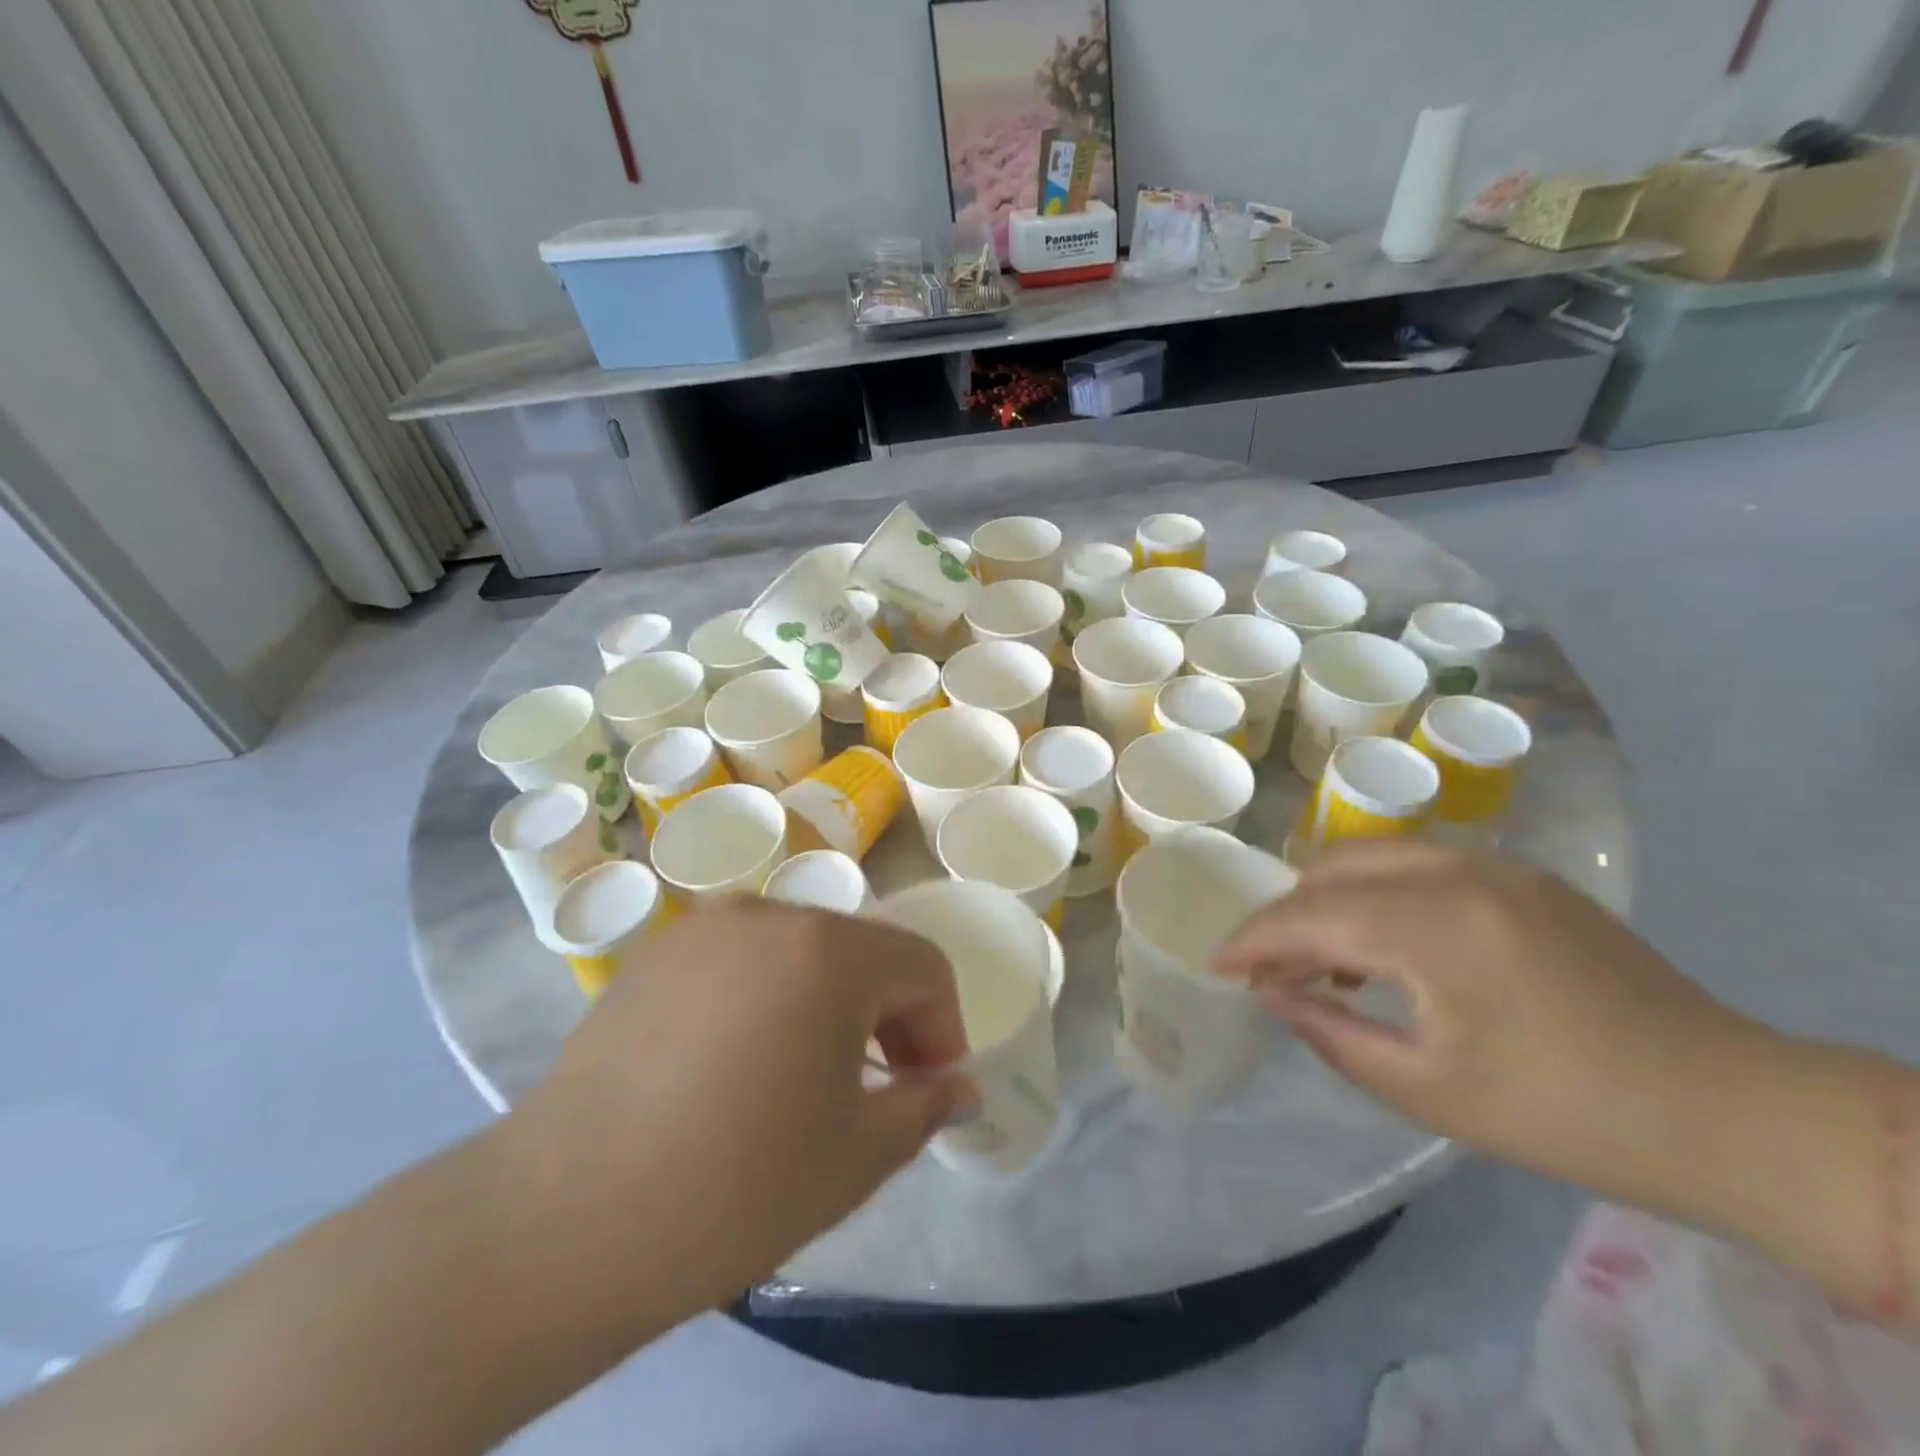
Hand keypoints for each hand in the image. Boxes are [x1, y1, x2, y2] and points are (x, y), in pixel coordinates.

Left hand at [500, 900, 968, 1318]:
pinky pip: (738, 961)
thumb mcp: (858, 1156)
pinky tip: (730, 1064)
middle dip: (885, 1014)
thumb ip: (926, 1106)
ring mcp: (703, 927)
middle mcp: (769, 915)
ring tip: (799, 1075)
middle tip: (873, 1087)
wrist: (563, 1218)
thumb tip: (959, 1085)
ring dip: (824, 1002)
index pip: (922, 966)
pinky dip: (763, 996)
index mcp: (829, 951)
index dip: (941, 1027)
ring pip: (799, 952)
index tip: (927, 1087)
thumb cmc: (736, 1185)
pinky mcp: (654, 953)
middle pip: (860, 952)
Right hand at [1214, 842, 1770, 1208]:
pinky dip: (1378, 895)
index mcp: (1436, 926)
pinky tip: (1385, 949)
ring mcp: (1496, 867)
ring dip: (1330, 901)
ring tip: (1322, 965)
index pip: (1311, 915)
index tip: (1215, 963)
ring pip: (1373, 858)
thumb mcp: (1429, 1091)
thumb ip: (1331, 1033)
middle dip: (1288, 916)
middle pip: (1333, 869)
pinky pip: (1418, 867)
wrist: (1730, 1110)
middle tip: (1269, 971)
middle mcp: (1459, 873)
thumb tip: (1271, 995)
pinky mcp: (1522, 877)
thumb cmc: (1568, 1115)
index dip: (1254, 939)